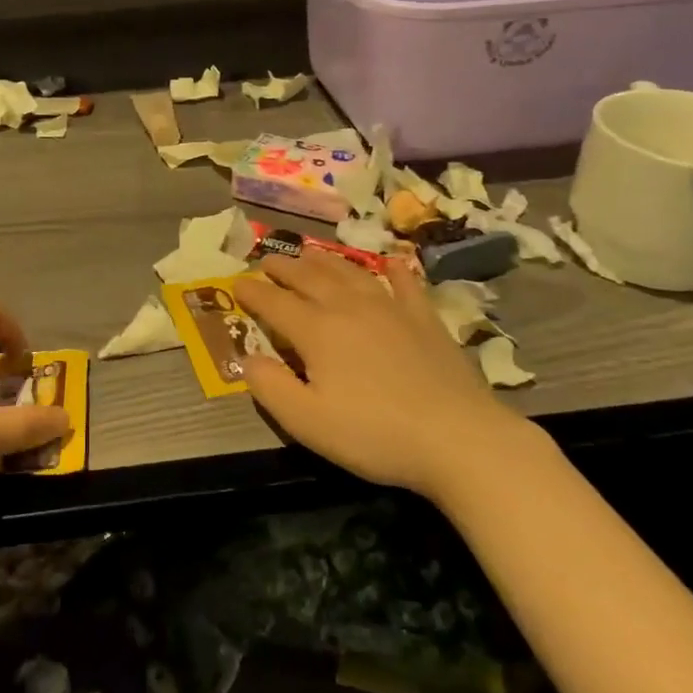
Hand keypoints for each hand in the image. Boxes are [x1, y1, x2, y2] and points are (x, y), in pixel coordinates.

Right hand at [234, 252, 525, 496]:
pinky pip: (406, 284)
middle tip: (268, 262)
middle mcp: (349, 308)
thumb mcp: (306, 421)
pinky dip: (395, 270)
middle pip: (310, 278)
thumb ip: (269, 387)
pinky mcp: (425, 320)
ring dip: (326, 261)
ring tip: (310, 253)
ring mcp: (391, 309)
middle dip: (285, 268)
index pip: (275, 303)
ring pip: (351, 273)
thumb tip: (247, 357)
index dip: (252, 292)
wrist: (457, 438)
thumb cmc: (373, 434)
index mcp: (317, 331)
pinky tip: (392, 262)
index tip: (235, 284)